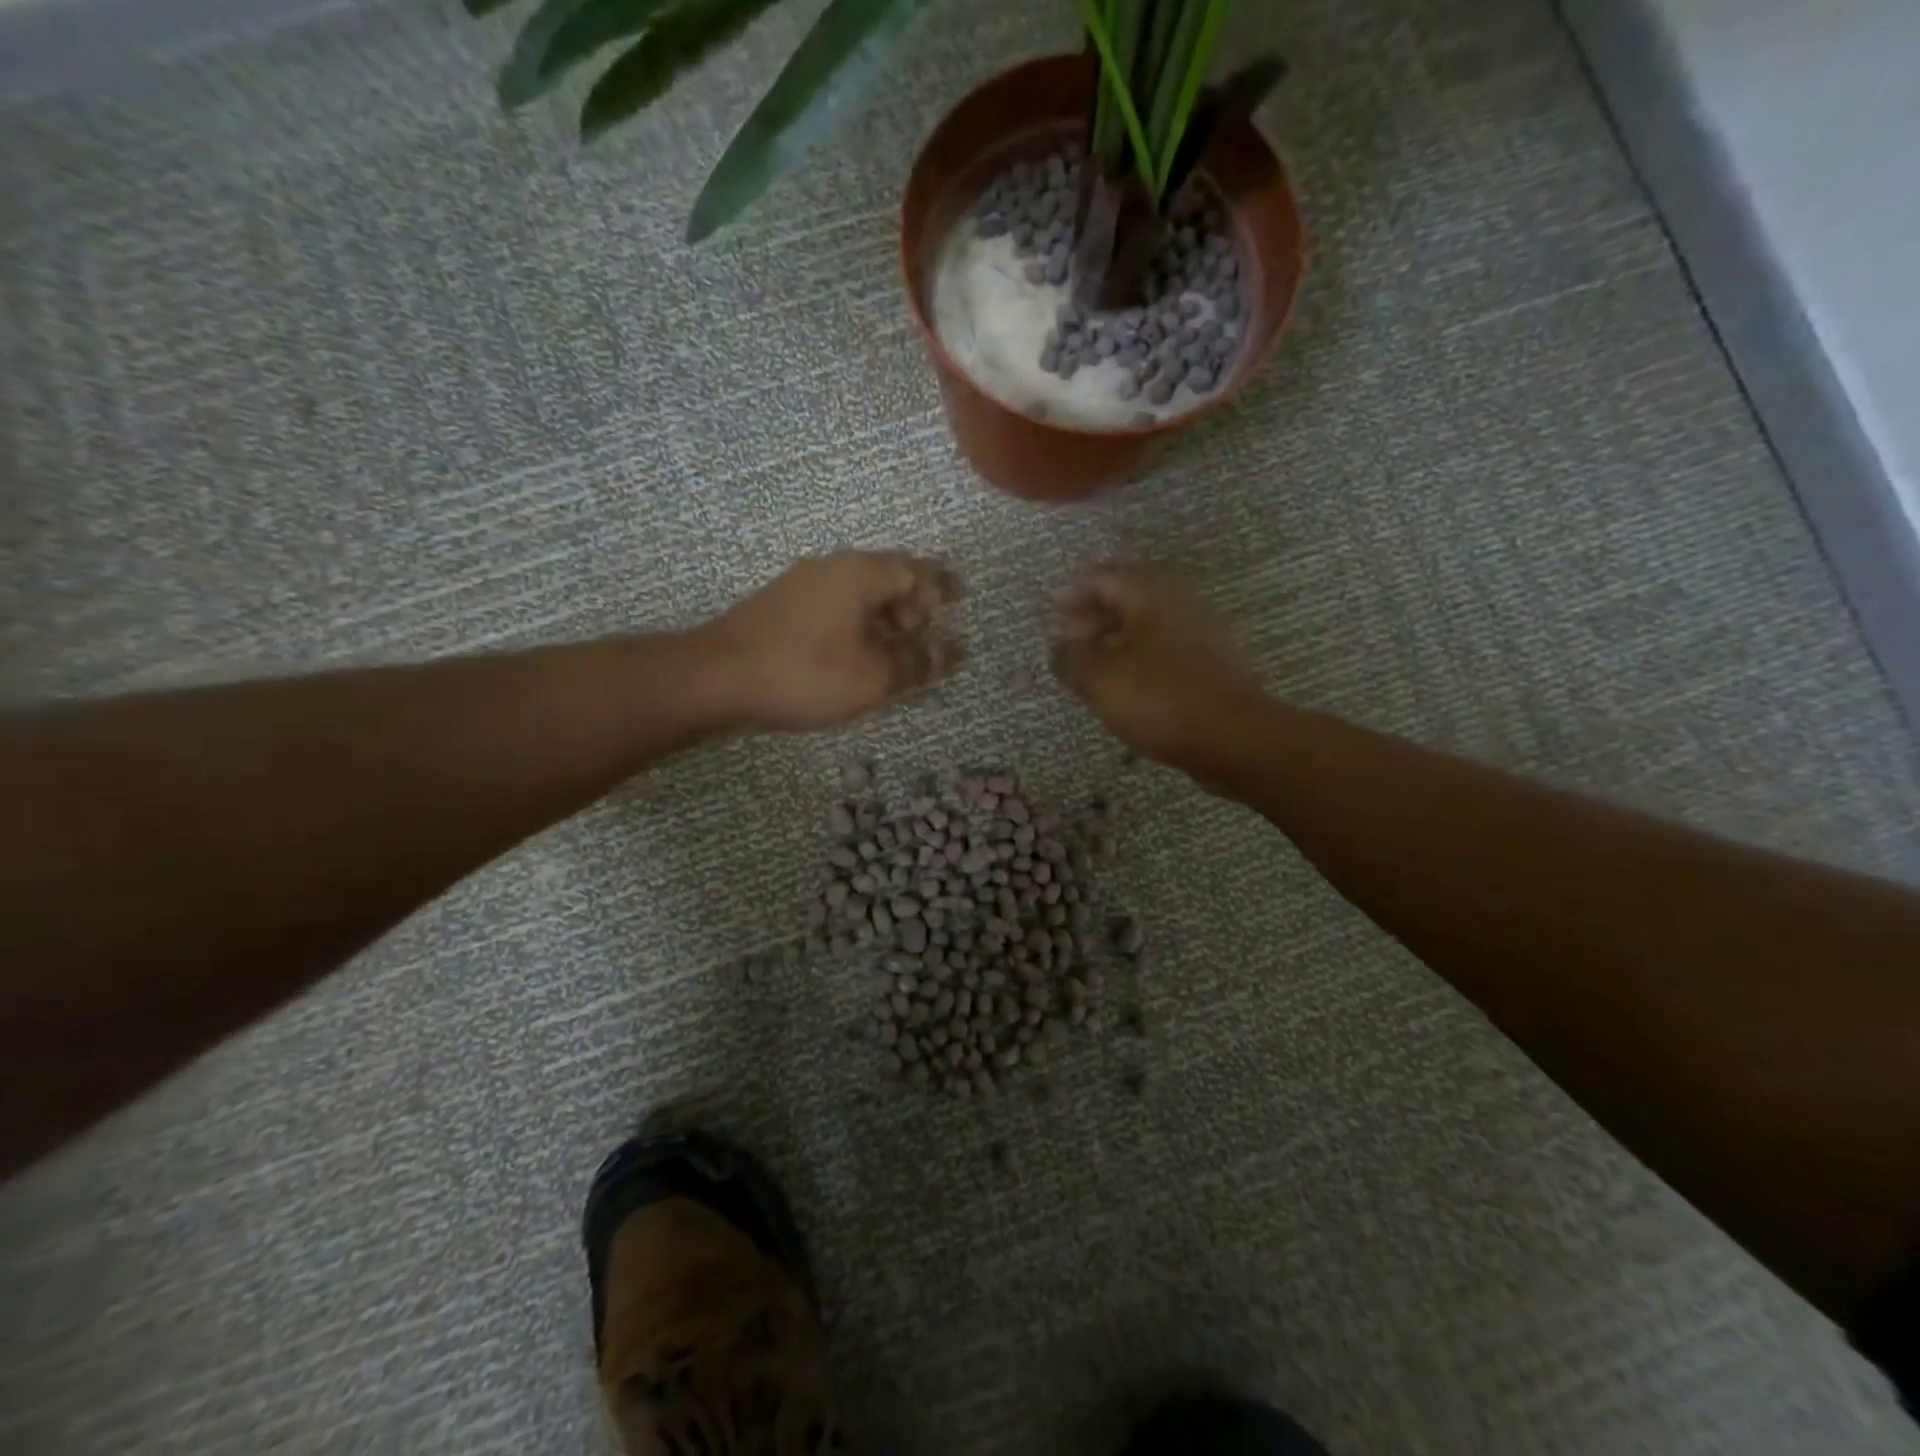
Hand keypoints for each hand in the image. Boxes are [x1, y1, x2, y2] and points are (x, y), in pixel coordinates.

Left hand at [702, 551, 962, 731]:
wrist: (715, 677)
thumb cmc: (804, 672)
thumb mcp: (872, 677)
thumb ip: (915, 663)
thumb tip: (949, 653)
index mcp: (859, 572)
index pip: (913, 569)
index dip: (936, 594)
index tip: (943, 625)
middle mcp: (831, 567)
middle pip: (885, 576)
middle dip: (909, 606)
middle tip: (917, 640)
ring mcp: (801, 584)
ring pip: (856, 592)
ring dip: (881, 619)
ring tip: (888, 656)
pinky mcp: (780, 606)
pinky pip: (833, 606)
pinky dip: (853, 625)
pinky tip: (851, 657)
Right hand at [1050, 566, 1262, 768]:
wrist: (1235, 738)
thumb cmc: (1161, 700)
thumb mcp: (1102, 680)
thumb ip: (1072, 659)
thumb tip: (1058, 646)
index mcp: (1151, 597)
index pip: (1104, 578)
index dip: (1074, 592)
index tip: (1052, 610)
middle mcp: (1178, 606)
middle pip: (1128, 599)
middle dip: (1093, 615)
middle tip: (1067, 637)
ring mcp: (1199, 636)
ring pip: (1146, 627)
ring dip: (1114, 639)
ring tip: (1089, 664)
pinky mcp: (1208, 666)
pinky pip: (1162, 651)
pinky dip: (1136, 659)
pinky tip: (1122, 685)